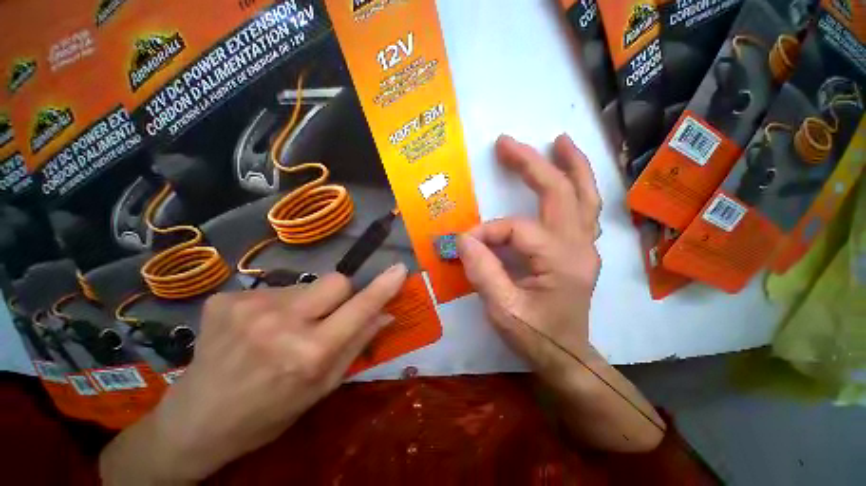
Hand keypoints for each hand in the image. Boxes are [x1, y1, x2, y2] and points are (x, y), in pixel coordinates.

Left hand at [100, 264, 407, 483]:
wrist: (195, 421)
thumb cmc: (268, 413)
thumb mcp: (321, 388)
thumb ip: (357, 345)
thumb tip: (385, 314)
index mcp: (308, 354)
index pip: (358, 309)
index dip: (382, 288)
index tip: (399, 269)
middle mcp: (280, 324)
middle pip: (335, 280)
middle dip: (341, 294)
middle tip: (324, 318)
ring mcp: (248, 307)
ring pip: (306, 285)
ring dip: (306, 303)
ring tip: (283, 329)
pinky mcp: (226, 299)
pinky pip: (275, 289)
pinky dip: (277, 305)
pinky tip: (257, 329)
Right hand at [459, 134, 663, 451]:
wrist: (567, 357)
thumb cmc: (536, 336)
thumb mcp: (503, 310)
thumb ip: (482, 271)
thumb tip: (464, 239)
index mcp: (560, 260)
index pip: (515, 229)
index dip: (486, 232)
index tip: (465, 244)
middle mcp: (579, 246)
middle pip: (560, 192)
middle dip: (532, 164)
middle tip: (508, 143)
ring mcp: (585, 246)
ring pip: (585, 195)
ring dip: (571, 165)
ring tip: (559, 142)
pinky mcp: (581, 250)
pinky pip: (584, 210)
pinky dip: (577, 186)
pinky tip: (569, 174)